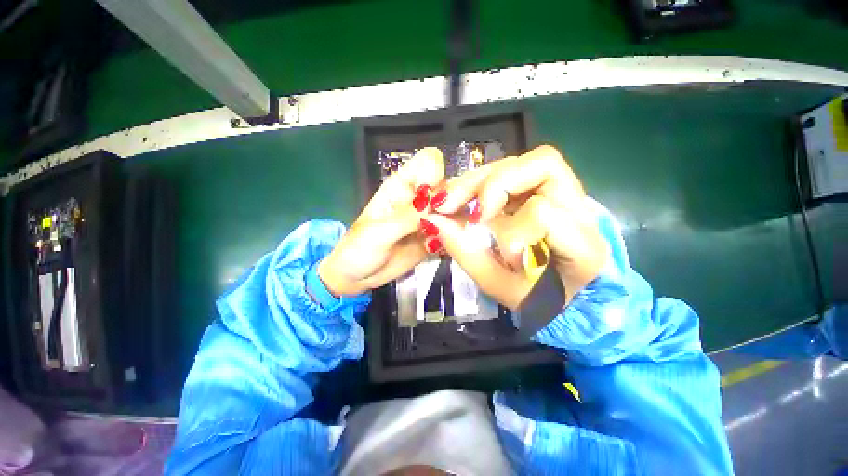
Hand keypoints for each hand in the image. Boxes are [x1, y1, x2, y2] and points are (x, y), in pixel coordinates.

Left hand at [318, 148, 444, 296]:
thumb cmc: (358, 249)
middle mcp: (419, 199)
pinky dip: (454, 238)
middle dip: (454, 199)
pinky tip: (443, 248)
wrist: (357, 276)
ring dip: (457, 221)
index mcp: (401, 187)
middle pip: (449, 184)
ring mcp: (429, 218)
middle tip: (445, 220)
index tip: (435, 195)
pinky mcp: (434, 237)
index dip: (436, 172)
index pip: (428, 161)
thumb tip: (436, 201)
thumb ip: (407, 217)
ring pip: (456, 208)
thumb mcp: (379, 232)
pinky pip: (453, 232)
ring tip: (444, 237)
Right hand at [423, 145, 608, 309]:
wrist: (560, 295)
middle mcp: (579, 209)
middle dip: (488, 184)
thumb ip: (466, 253)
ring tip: (449, 199)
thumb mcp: (497, 284)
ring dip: (478, 178)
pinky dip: (482, 181)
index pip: (544, 213)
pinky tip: (463, 197)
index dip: (507, 226)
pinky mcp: (542, 189)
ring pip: (523, 161)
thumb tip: (433, 221)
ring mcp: (564, 193)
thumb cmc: (534, 298)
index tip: (482, 244)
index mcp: (582, 246)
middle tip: (450, 204)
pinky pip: (512, 170)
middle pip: (542, 165)